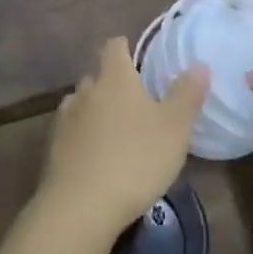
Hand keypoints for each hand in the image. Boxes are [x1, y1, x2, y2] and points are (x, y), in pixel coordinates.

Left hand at [42, 38, 207, 239]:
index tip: (136, 57)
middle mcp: (86, 90)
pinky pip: (71, 132)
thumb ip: (187, 94)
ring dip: (95, 110)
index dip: (124, 47)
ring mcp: (66, 119)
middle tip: (134, 101)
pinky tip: (95, 156)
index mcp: (115, 78)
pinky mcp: (53, 148)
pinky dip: (83, 137)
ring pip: (81, 103)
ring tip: (114, 129)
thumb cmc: (136, 159)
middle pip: (97, 76)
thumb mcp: (175, 128)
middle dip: (112, 83)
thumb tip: (199, 64)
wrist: (81, 206)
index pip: (114, 46)